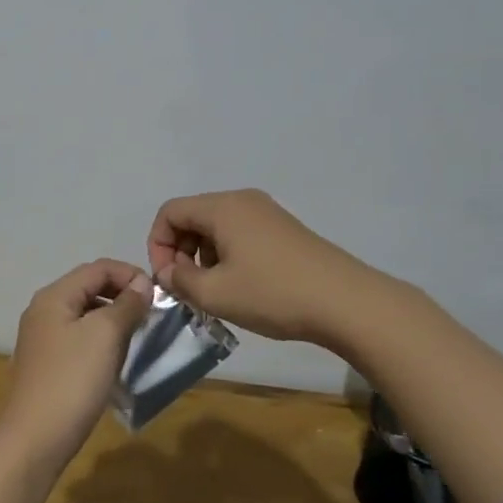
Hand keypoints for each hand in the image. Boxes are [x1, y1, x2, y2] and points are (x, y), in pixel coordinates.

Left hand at [0, 259, 152, 476]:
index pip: (97, 268)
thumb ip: (126, 304)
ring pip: (85, 314)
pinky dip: (100, 338)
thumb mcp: (105, 335)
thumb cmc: (72, 380)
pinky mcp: (46, 363)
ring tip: (138, 335)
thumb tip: (142, 283)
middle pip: (89, 287)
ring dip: (113, 317)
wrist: (35, 440)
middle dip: (122, 294)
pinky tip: (115, 358)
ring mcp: (42, 338)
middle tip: (151, 314)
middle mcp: (43, 310)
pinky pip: (78, 337)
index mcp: (54, 296)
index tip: (158, 295)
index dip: (130, 274)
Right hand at [146, 189, 374, 345]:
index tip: (167, 279)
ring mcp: (267, 213)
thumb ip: (179, 280)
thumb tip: (168, 271)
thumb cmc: (273, 294)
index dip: (157, 245)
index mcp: (222, 207)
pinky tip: (242, 287)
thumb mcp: (215, 293)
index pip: (170, 212)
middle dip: (180, 251)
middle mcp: (243, 201)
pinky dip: (227, 256)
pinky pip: (240, 234)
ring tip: (215, 292)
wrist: (345, 302)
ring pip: (216, 228)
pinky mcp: (283, 230)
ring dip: (204, 257)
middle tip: (188, 288)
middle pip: (193, 217)